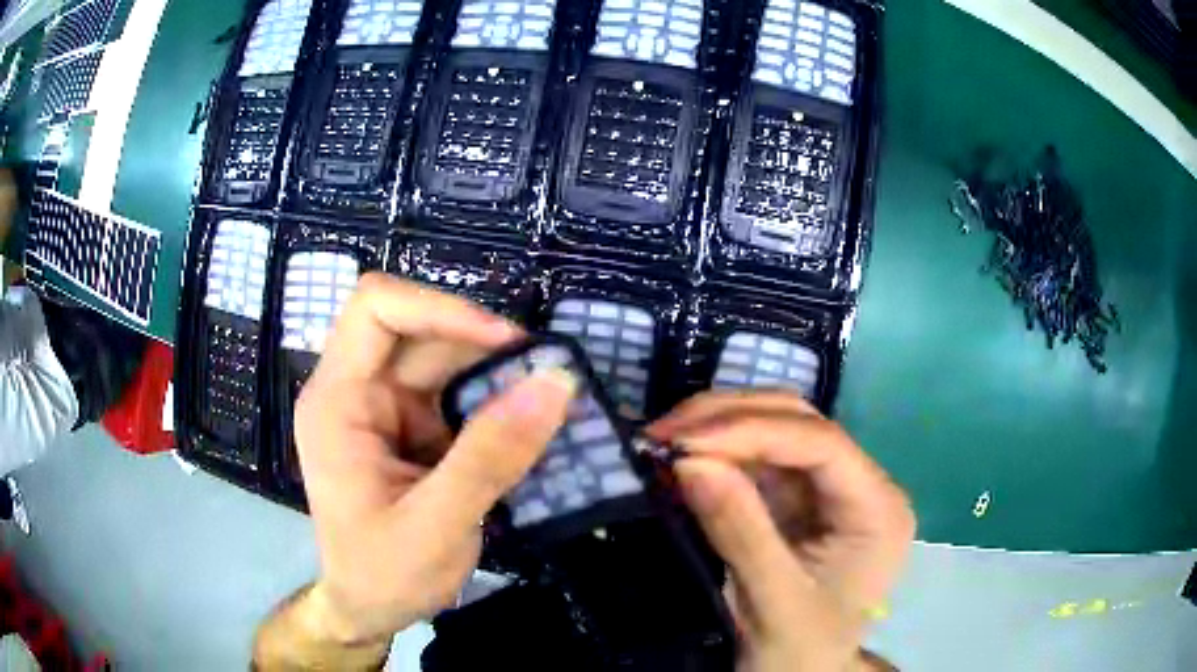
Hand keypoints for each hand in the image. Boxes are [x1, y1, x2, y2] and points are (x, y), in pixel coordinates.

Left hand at [283, 275, 576, 649]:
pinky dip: (493, 406)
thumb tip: (555, 384)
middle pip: (419, 332)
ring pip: (444, 362)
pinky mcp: (410, 429)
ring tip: (546, 404)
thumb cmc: (384, 575)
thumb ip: (491, 457)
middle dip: (481, 348)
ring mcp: (384, 410)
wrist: (369, 610)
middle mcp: (356, 392)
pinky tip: (525, 430)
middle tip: (544, 375)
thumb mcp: (437, 525)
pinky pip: (456, 396)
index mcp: (337, 402)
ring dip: (495, 377)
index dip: (440, 308)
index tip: (504, 342)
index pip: (376, 310)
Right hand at [648, 391, 913, 671]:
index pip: (821, 444)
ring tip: (662, 441)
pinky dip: (715, 454)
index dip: (752, 430)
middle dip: (729, 420)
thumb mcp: (773, 604)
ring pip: (775, 430)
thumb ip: (740, 533)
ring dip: (717, 428)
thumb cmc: (801, 653)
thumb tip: (690, 462)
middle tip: (661, 435)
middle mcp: (859, 486)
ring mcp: (826, 490)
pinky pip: (755, 460)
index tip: (683, 442)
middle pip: (800, 423)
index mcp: (877, 509)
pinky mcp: (796, 500)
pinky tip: (682, 460)